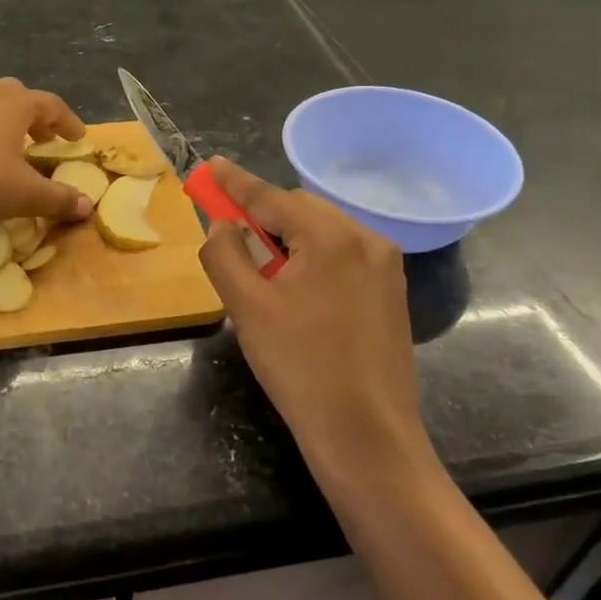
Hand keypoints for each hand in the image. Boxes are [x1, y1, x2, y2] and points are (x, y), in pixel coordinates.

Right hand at [196, 157, 434, 483]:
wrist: (366, 435)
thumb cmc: (300, 367)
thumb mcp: (247, 308)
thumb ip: (224, 254)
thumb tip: (223, 225)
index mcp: (331, 237)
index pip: (271, 197)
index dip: (235, 182)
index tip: (210, 164)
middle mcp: (366, 239)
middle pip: (300, 210)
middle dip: (262, 218)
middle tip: (231, 241)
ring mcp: (386, 266)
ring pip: (322, 232)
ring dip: (287, 240)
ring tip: (262, 276)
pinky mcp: (391, 291)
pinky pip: (341, 254)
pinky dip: (311, 258)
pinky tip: (296, 292)